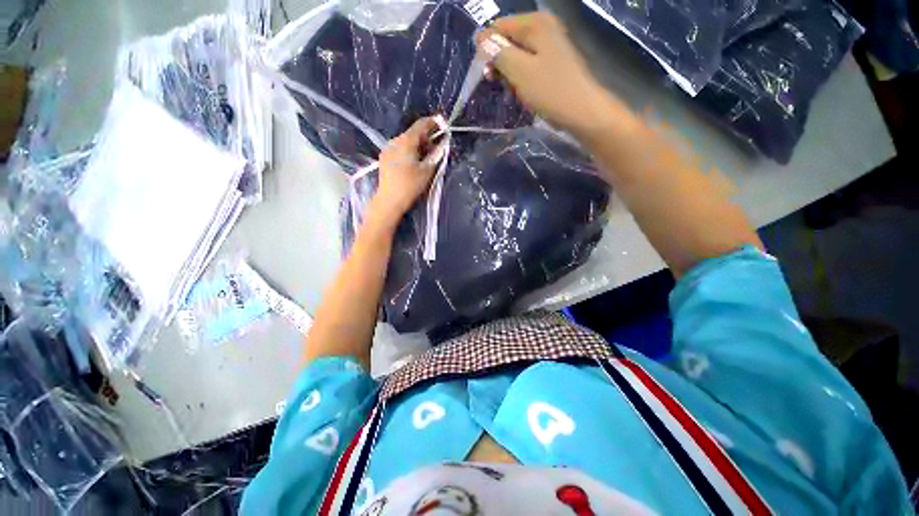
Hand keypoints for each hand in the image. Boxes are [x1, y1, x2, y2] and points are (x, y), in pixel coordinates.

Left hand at [370, 117, 439, 223]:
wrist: (390, 200)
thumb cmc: (410, 185)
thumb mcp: (427, 170)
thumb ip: (436, 154)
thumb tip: (442, 143)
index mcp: (406, 141)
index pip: (421, 125)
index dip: (434, 123)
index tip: (443, 125)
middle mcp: (395, 140)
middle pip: (413, 133)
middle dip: (426, 138)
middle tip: (436, 149)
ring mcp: (387, 149)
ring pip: (406, 142)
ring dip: (418, 146)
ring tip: (425, 159)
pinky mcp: (384, 158)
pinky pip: (399, 149)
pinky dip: (409, 152)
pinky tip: (413, 164)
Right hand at [477, 13, 628, 139]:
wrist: (582, 111)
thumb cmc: (550, 90)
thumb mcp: (519, 71)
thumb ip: (498, 53)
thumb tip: (481, 40)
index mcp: (535, 23)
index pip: (497, 28)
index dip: (487, 50)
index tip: (487, 74)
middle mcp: (543, 28)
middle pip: (507, 41)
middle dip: (500, 63)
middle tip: (501, 84)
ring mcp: (549, 45)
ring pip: (517, 56)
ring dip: (510, 75)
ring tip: (515, 91)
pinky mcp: (552, 63)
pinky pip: (528, 67)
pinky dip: (522, 80)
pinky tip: (524, 93)